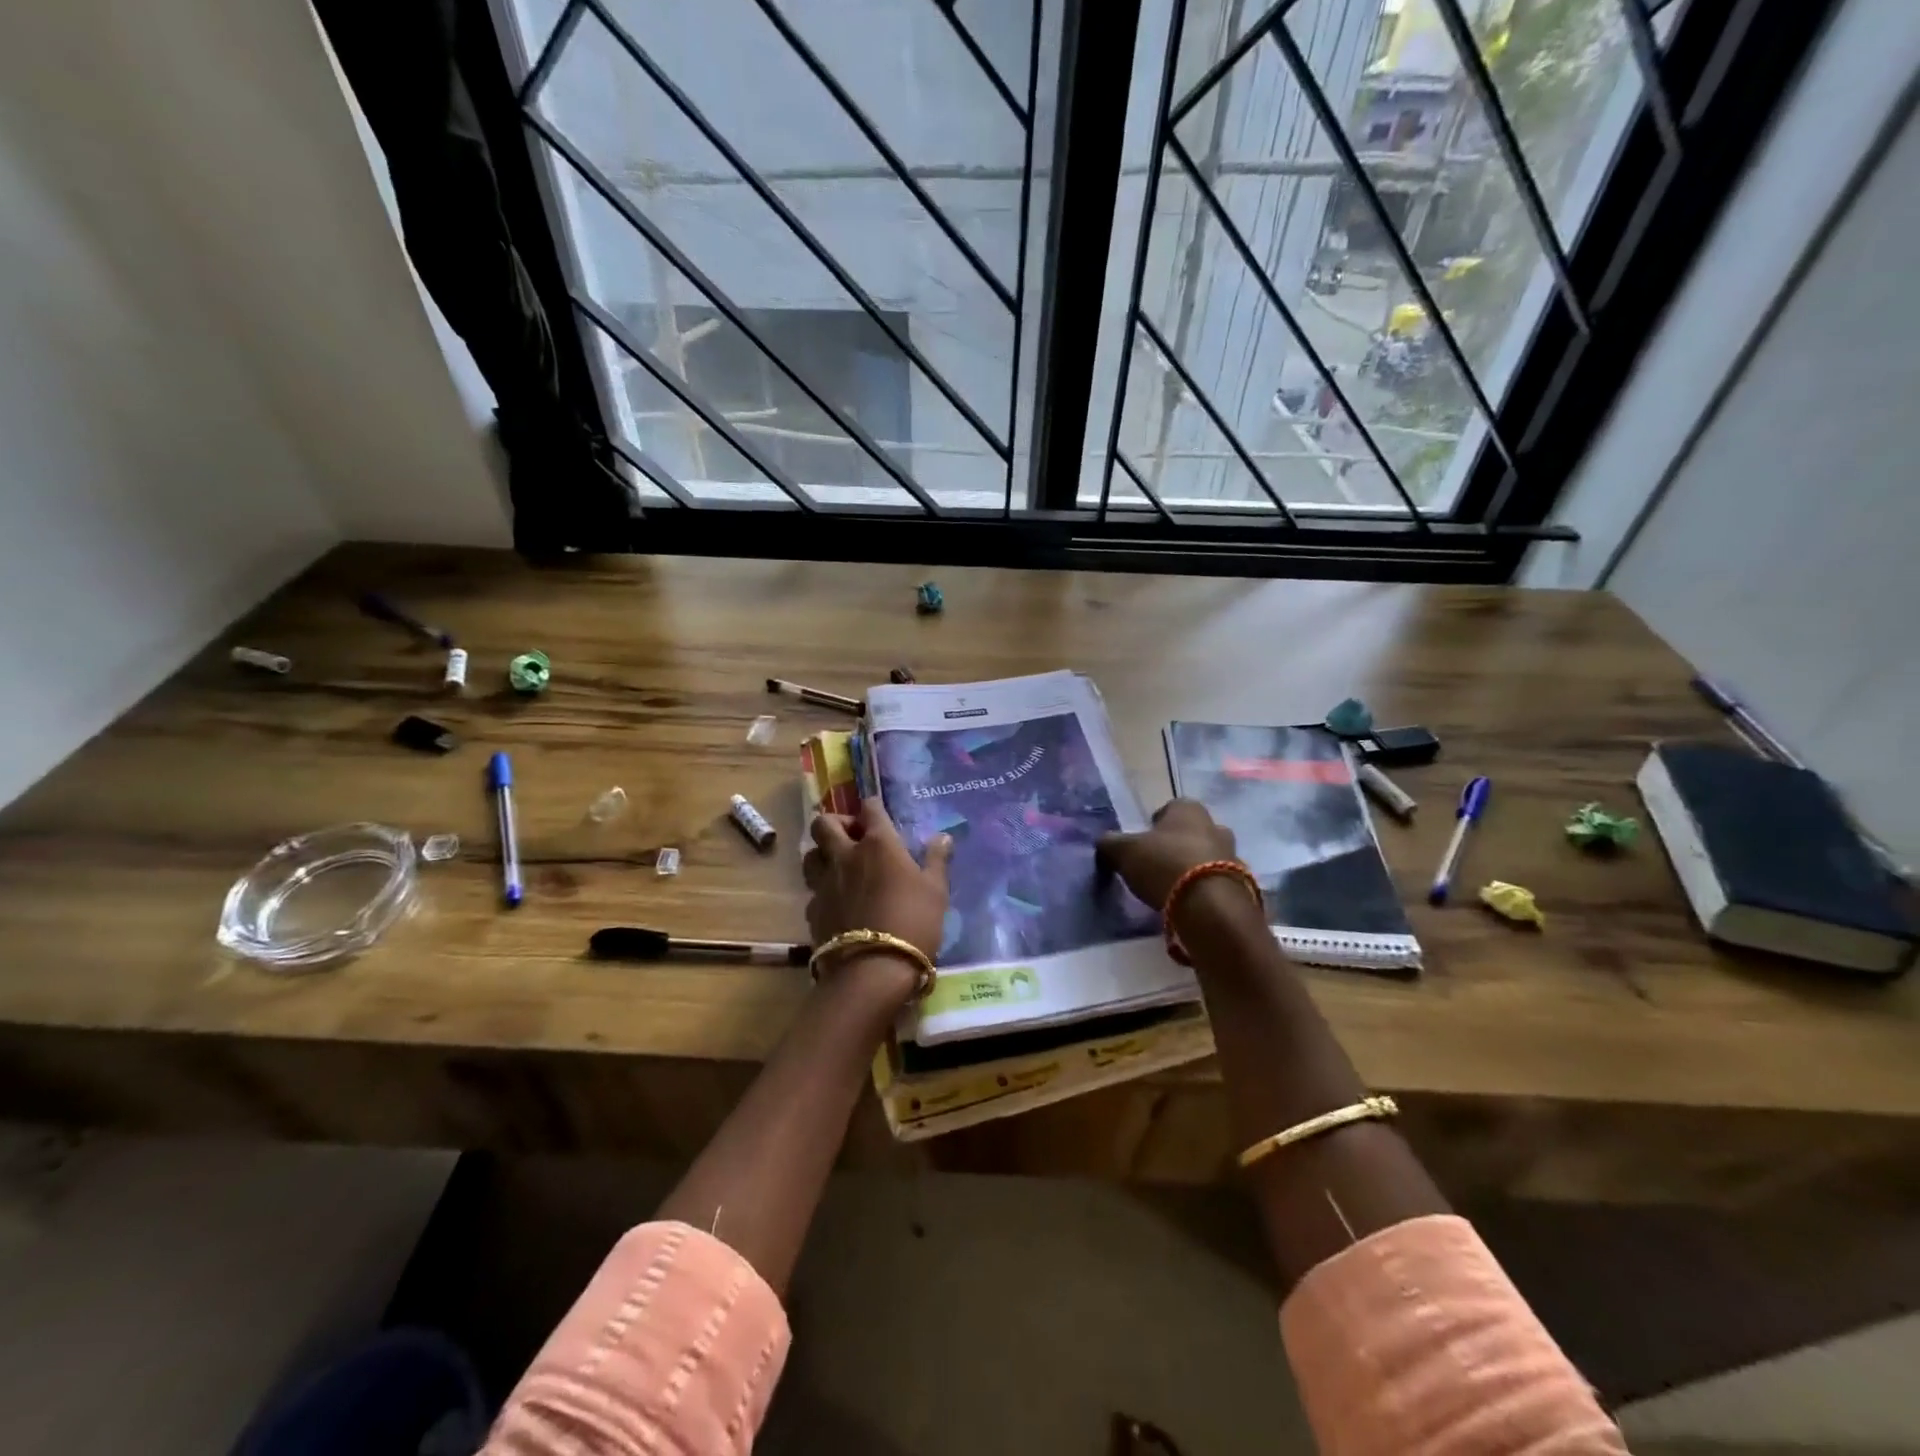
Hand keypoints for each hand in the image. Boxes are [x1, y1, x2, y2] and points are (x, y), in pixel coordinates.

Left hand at [803, 798, 952, 960]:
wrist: (873, 970)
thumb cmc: (913, 922)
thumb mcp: (936, 892)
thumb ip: (936, 861)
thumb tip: (943, 837)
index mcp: (878, 845)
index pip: (870, 809)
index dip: (873, 806)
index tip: (877, 811)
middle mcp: (845, 856)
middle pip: (824, 824)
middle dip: (836, 823)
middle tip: (852, 836)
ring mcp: (824, 883)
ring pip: (810, 855)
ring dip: (822, 854)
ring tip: (839, 866)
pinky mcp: (813, 911)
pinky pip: (813, 891)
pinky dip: (823, 890)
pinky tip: (837, 903)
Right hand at [1096, 799, 1238, 911]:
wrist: (1210, 906)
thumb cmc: (1164, 865)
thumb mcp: (1124, 852)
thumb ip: (1110, 843)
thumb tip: (1104, 843)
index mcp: (1189, 809)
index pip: (1170, 808)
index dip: (1155, 824)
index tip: (1143, 844)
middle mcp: (1215, 825)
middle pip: (1192, 832)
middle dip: (1178, 845)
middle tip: (1159, 866)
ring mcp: (1234, 855)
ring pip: (1208, 856)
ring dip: (1194, 867)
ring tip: (1175, 889)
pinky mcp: (1243, 884)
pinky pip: (1219, 882)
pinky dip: (1206, 889)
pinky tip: (1191, 904)